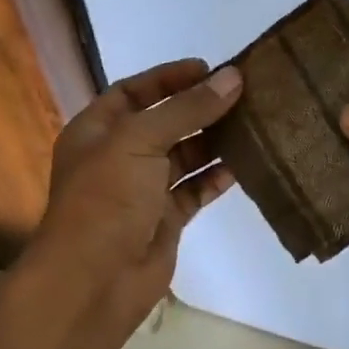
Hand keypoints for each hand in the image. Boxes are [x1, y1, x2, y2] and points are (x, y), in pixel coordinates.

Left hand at [23, 58, 243, 330]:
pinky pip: (194, 189)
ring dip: (213, 141)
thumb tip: (233, 77)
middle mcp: (118, 156)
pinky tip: (245, 164)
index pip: (133, 91)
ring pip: (183, 156)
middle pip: (164, 122)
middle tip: (243, 93)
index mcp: (96, 130)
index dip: (168, 78)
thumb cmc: (107, 197)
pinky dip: (216, 177)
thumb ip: (187, 108)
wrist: (94, 279)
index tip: (209, 69)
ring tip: (253, 123)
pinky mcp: (165, 218)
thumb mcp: (140, 139)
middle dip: (199, 108)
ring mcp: (142, 189)